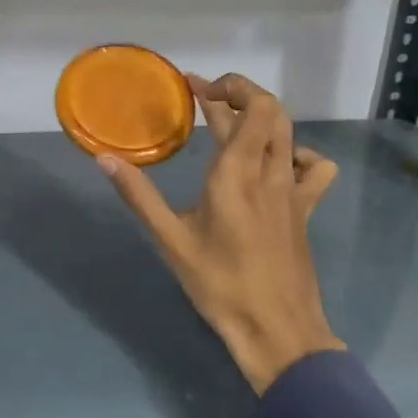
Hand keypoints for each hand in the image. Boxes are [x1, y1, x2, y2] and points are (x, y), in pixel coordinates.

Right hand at [100, 73, 343, 393]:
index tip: (195, 86)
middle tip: (207, 98)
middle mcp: (270, 173)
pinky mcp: (305, 210)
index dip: (226, 87)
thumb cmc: (220, 285)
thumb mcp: (171, 240)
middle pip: (271, 111)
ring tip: (235, 125)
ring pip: (291, 134)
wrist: (278, 332)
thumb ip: (138, 195)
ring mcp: (293, 192)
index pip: (249, 108)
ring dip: (264, 118)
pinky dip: (297, 154)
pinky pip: (314, 168)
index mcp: (236, 174)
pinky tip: (275, 166)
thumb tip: (104, 158)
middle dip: (241, 93)